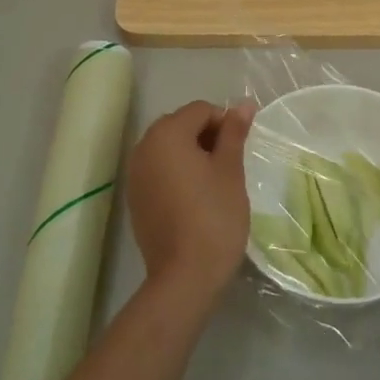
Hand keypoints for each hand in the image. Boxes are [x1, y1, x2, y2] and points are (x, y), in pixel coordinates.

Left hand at [128, 98, 254, 299]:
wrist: (185, 275)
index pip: (200, 110)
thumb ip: (234, 132)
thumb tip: (244, 104)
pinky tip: (194, 198)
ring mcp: (135, 174)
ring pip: (168, 149)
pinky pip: (158, 171)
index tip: (240, 150)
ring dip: (191, 154)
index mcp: (166, 134)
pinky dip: (176, 173)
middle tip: (229, 164)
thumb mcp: (230, 170)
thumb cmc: (215, 216)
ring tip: (214, 182)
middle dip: (206, 136)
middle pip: (180, 125)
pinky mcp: (135, 198)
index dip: (225, 122)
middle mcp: (143, 147)